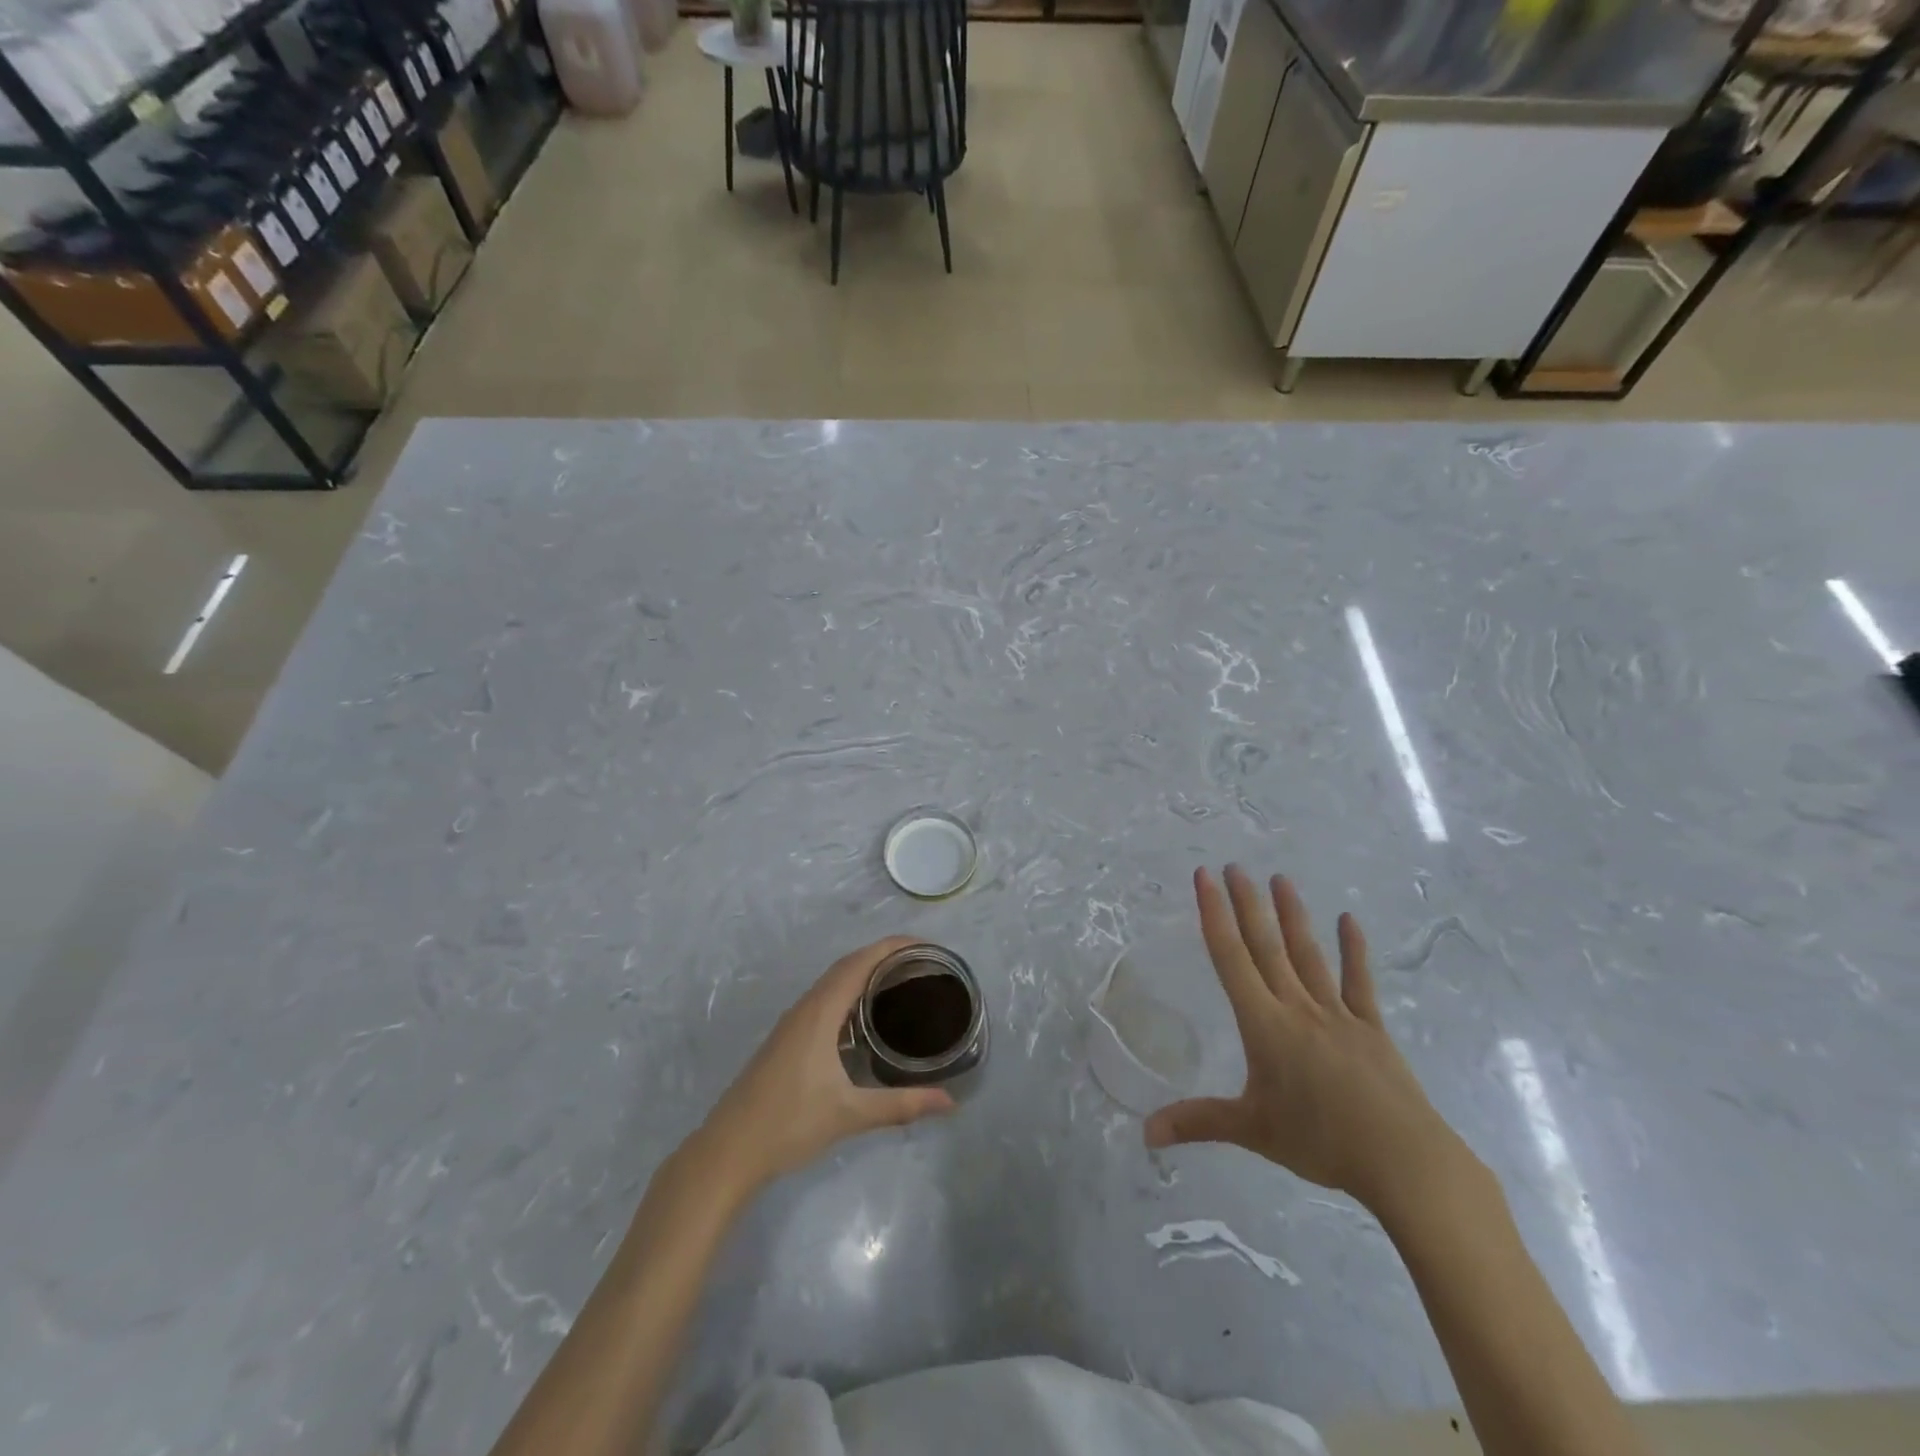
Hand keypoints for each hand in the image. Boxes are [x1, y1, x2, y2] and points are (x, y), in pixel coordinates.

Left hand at [698, 937, 955, 1196]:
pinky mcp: (788, 1038)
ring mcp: (793, 1023)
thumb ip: (901, 1105)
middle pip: (848, 966)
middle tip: (922, 963)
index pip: (860, 963)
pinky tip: (866, 1017)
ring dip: (865, 972)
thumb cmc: (789, 1124)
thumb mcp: (850, 1114)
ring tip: (901, 981)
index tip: (926, 946)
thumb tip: (950, 1103)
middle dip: (883, 956)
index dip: (891, 947)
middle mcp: (806, 1008)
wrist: (729, 1150)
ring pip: (833, 982)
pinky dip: (850, 992)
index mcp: (820, 1013)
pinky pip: (825, 999)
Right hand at [1145, 866, 1465, 1215]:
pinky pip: (1358, 982)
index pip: (1231, 958)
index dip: (1214, 915)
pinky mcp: (1371, 1028)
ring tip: (1279, 878)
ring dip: (1291, 915)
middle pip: (1266, 946)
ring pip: (1308, 954)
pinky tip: (1348, 920)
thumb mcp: (1252, 1131)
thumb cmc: (1321, 1141)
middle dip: (1247, 904)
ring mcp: (1338, 1014)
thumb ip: (1197, 1123)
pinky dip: (1354, 950)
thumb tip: (1145, 1134)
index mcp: (1264, 1024)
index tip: (1205, 878)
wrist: (1404, 1160)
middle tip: (1234, 866)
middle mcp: (1297, 1007)